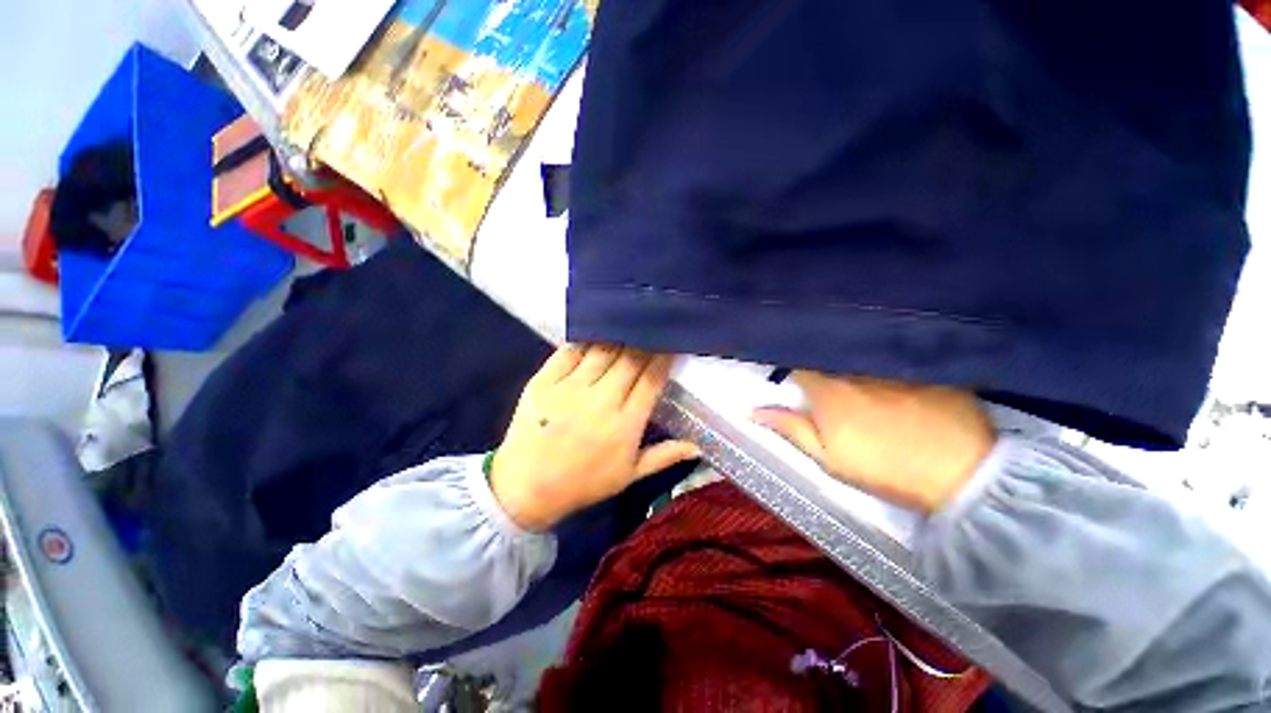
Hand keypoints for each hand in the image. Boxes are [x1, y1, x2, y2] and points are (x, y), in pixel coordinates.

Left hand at [490, 345, 699, 530]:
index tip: (671, 345)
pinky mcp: (544, 380)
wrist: (526, 488)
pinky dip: (587, 339)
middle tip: (653, 330)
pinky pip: (570, 351)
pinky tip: (596, 331)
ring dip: (620, 336)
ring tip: (629, 325)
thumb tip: (698, 445)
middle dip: (646, 342)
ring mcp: (569, 388)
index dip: (664, 358)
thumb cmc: (583, 483)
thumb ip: (664, 456)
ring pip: (603, 350)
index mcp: (625, 424)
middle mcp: (601, 400)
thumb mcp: (629, 476)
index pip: (652, 380)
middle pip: (631, 359)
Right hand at [753, 372, 994, 513]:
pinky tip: (898, 383)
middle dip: (823, 369)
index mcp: (827, 390)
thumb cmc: (883, 468)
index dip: (795, 374)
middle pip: (828, 359)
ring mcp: (892, 365)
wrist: (961, 474)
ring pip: (861, 357)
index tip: (798, 387)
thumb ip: (789, 428)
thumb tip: (752, 412)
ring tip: (863, 386)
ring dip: (855, 366)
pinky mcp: (923, 367)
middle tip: (831, 389)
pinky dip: (888, 366)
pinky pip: (896, 359)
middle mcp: (855, 369)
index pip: (798, 367)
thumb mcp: (828, 457)